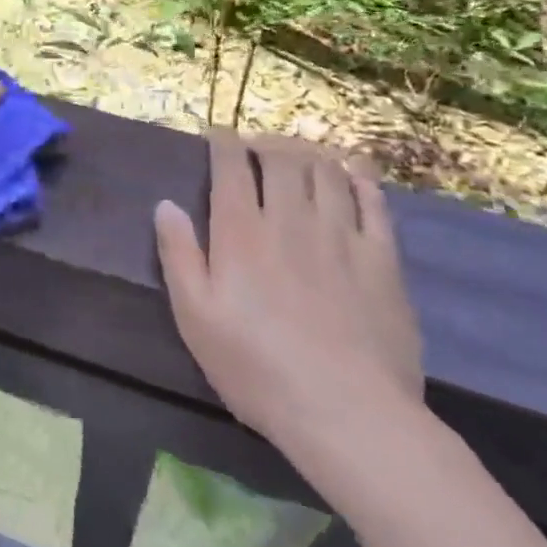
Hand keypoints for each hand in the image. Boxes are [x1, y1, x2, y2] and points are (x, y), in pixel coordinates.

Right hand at [155, 133, 424, 465]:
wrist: (346, 412)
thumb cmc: (257, 368)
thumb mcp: (195, 318)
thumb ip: (178, 255)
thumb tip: (165, 205)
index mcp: (241, 231)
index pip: (231, 166)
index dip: (223, 142)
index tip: (218, 135)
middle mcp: (289, 219)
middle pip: (281, 159)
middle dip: (266, 142)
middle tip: (258, 145)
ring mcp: (340, 234)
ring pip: (325, 171)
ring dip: (308, 152)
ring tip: (299, 153)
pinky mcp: (381, 258)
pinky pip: (373, 201)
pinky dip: (358, 177)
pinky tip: (351, 171)